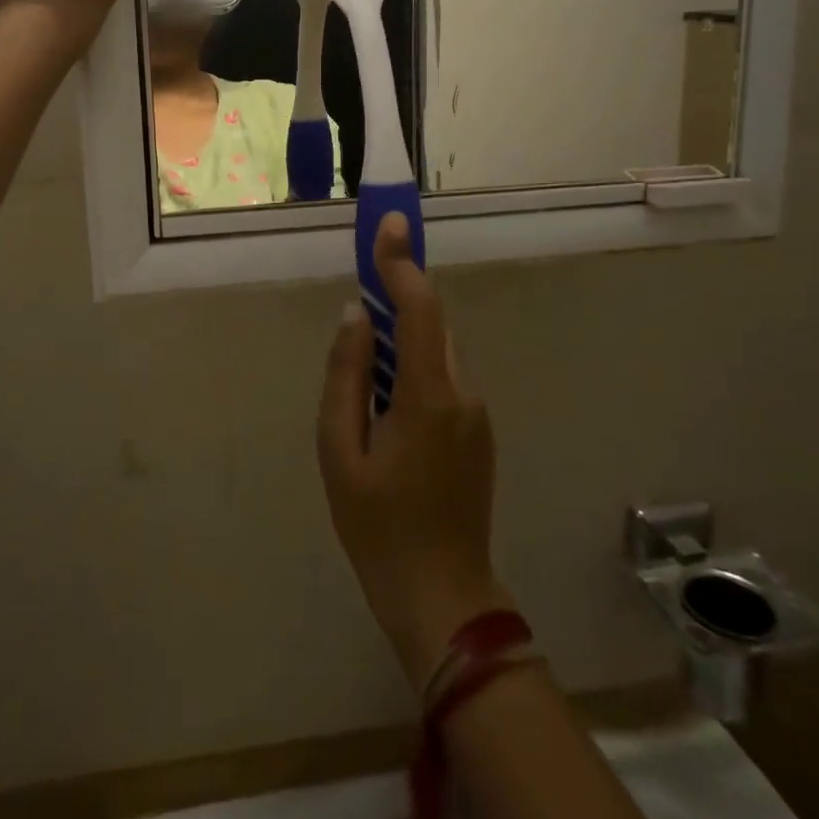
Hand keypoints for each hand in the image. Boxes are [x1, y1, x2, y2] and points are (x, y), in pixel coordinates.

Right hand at [318, 214, 514, 694]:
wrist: (442, 594)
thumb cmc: (378, 525)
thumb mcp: (341, 450)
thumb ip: (346, 374)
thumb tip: (356, 315)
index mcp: (429, 395)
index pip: (420, 308)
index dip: (402, 262)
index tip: (389, 224)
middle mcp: (463, 392)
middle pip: (433, 323)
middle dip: (400, 295)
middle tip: (362, 286)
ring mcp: (477, 412)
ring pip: (439, 349)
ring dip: (406, 333)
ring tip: (366, 354)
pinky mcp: (477, 429)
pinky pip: (444, 376)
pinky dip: (416, 363)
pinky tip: (387, 397)